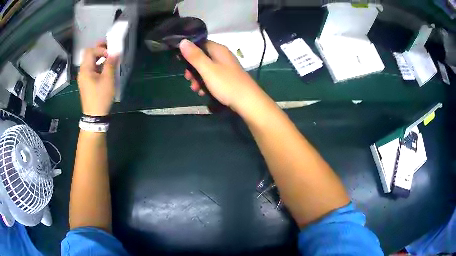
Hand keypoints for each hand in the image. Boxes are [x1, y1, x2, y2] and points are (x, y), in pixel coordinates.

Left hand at [77, 42, 118, 115]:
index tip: (110, 55)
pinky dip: (98, 66)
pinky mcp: (86, 83)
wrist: (94, 116)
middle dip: (99, 50)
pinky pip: (91, 69)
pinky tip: (105, 70)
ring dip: (99, 58)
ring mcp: (83, 78)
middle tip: (109, 51)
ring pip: (90, 62)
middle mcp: (82, 72)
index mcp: (85, 69)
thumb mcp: (108, 79)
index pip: (90, 51)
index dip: (101, 49)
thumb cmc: (100, 97)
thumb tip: (115, 52)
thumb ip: (110, 64)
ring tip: (109, 60)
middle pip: (88, 55)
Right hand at [179, 39, 260, 111]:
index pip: (200, 43)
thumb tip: (182, 41)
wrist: (248, 102)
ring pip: (206, 69)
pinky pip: (213, 77)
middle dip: (192, 69)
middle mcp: (223, 56)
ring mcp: (226, 68)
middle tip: (188, 79)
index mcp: (219, 50)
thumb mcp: (208, 69)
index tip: (181, 62)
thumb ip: (195, 56)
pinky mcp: (228, 78)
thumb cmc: (227, 84)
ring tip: (195, 89)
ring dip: (198, 78)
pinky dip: (206, 84)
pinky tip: (203, 93)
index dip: (189, 51)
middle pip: (202, 57)